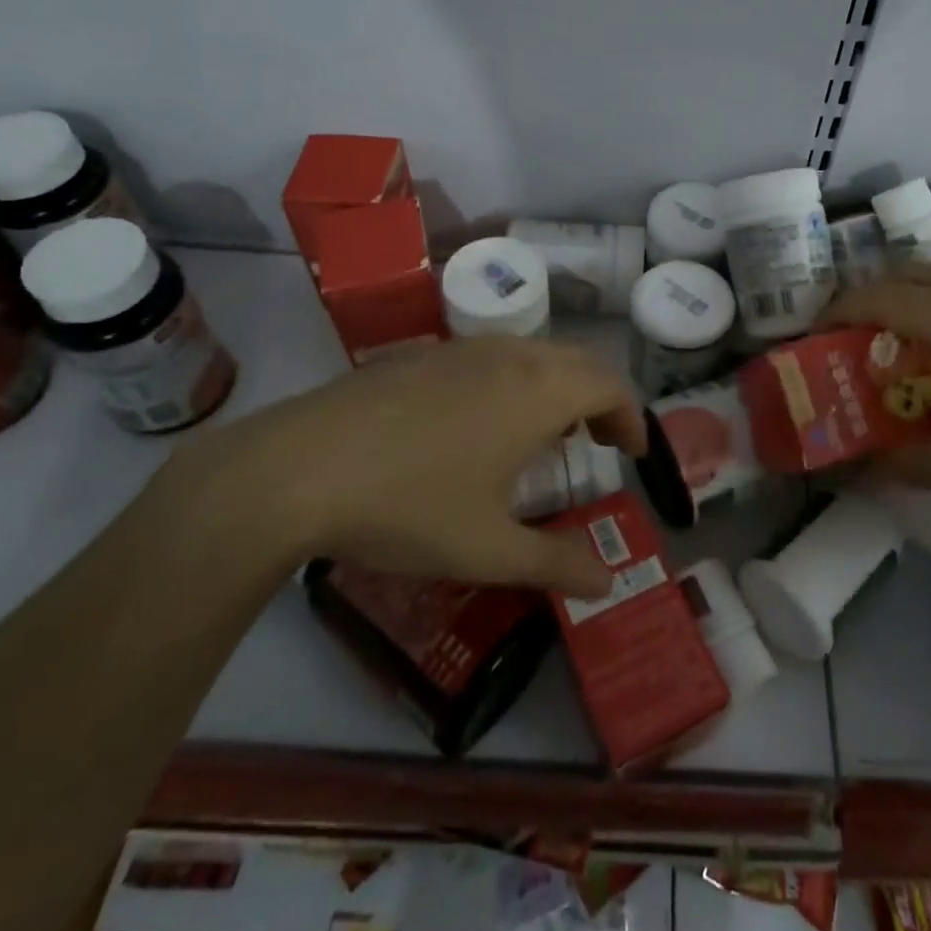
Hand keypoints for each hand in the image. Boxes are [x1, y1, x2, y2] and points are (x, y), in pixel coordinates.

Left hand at [161, 337, 645, 598]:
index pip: (610, 385)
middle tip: (600, 441)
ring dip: (555, 386)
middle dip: (599, 398)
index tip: (634, 452)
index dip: (632, 416)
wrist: (296, 468)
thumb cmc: (408, 507)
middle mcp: (507, 356)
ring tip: (546, 433)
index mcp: (537, 392)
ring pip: (531, 353)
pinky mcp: (418, 354)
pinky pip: (488, 357)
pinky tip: (480, 423)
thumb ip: (557, 564)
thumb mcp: (489, 550)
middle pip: (576, 361)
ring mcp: (459, 348)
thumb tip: (608, 581)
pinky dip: (512, 380)